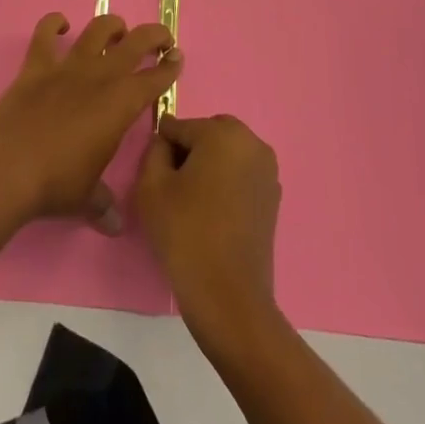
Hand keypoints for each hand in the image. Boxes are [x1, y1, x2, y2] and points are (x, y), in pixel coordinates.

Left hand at [0, 13, 180, 285]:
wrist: (8, 166)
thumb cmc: (56, 183)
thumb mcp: (86, 198)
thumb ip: (104, 205)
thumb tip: (115, 226)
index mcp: (121, 104)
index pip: (155, 79)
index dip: (170, 67)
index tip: (178, 58)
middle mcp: (100, 76)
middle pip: (136, 42)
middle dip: (154, 36)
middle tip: (160, 40)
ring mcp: (69, 66)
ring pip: (98, 29)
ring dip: (112, 26)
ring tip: (117, 31)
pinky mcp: (38, 64)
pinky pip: (46, 31)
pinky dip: (54, 24)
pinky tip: (61, 26)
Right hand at [135, 114, 282, 340]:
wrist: (228, 297)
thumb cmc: (186, 235)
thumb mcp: (151, 187)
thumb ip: (154, 150)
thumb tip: (165, 142)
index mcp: (223, 133)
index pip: (181, 126)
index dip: (163, 148)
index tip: (155, 173)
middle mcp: (252, 142)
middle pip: (208, 134)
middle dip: (190, 151)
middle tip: (173, 187)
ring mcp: (267, 170)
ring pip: (227, 153)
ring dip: (210, 166)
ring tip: (193, 202)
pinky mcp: (273, 196)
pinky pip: (242, 174)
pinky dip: (227, 183)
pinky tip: (213, 214)